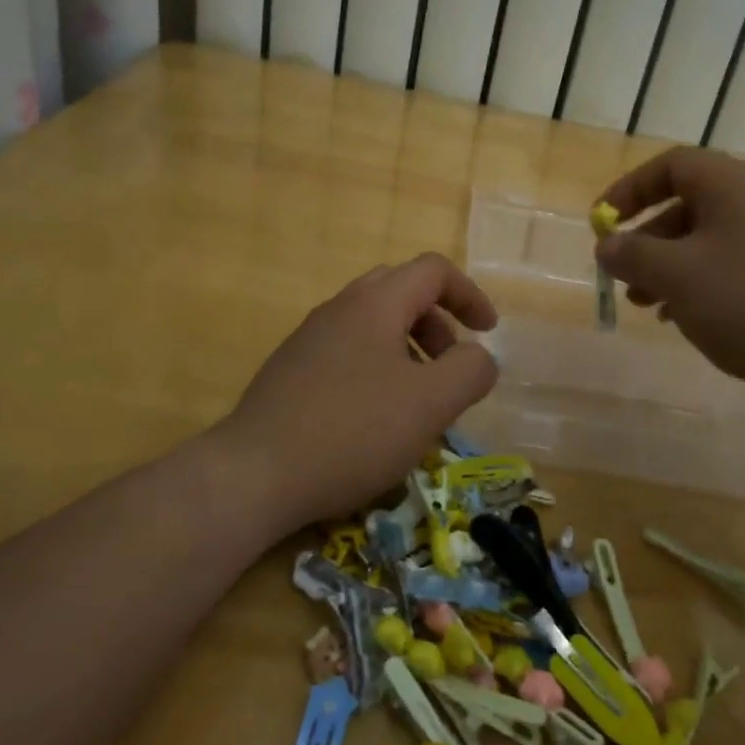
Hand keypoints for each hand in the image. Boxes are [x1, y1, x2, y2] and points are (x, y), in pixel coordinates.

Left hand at [220, 253, 499, 527]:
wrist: (255, 474)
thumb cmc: (353, 431)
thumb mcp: (430, 403)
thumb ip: (470, 371)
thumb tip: (479, 357)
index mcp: (375, 303)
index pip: (433, 270)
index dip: (470, 295)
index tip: (489, 333)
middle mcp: (339, 309)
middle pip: (402, 291)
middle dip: (438, 322)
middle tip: (451, 365)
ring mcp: (310, 339)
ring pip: (373, 324)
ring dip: (409, 348)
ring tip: (418, 399)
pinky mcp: (292, 371)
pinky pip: (348, 352)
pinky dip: (378, 368)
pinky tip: (376, 418)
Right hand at [595, 148, 744, 411]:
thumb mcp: (676, 276)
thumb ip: (633, 254)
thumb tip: (608, 245)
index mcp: (733, 184)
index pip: (670, 165)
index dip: (628, 190)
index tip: (601, 223)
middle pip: (689, 203)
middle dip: (648, 238)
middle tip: (623, 274)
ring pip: (711, 239)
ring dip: (671, 266)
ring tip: (647, 305)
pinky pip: (736, 264)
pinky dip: (703, 283)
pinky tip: (687, 318)